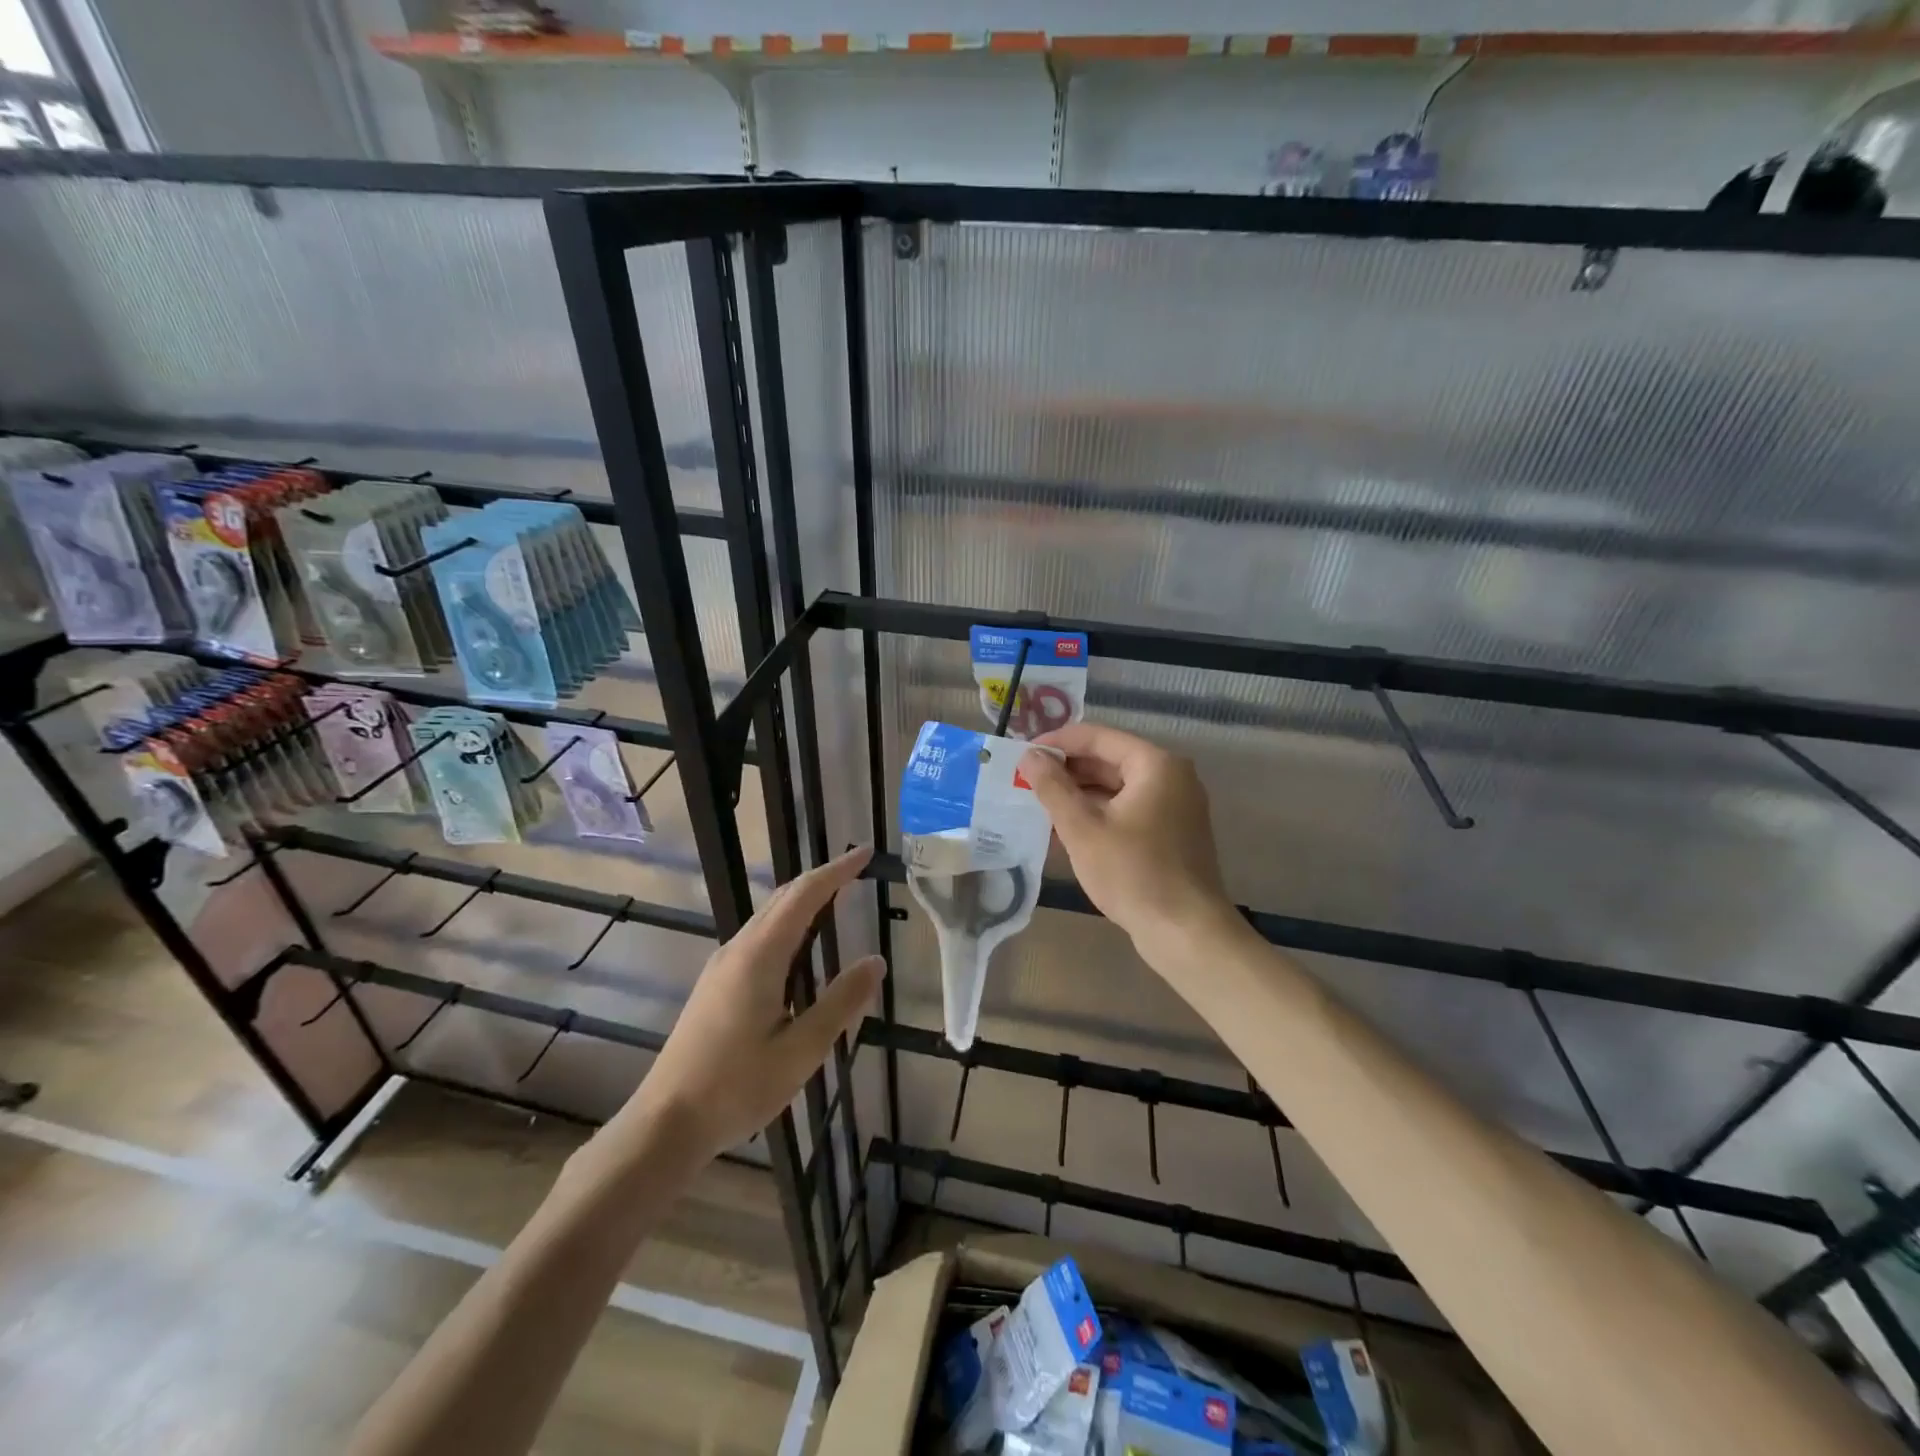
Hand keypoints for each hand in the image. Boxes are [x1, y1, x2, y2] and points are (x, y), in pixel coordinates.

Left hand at [619, 845, 884, 1164]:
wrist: (665, 1122)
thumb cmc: (737, 1087)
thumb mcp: (801, 1050)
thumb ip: (840, 1002)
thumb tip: (876, 961)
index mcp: (760, 956)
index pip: (805, 895)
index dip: (837, 870)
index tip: (865, 852)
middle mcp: (738, 949)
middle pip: (783, 898)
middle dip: (822, 879)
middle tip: (858, 870)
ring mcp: (722, 966)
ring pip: (768, 917)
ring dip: (803, 901)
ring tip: (837, 901)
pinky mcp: (715, 985)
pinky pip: (759, 937)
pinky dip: (788, 925)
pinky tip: (800, 949)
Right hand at [1019, 725, 1233, 951]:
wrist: (1185, 931)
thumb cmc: (1133, 873)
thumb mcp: (1082, 828)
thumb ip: (1053, 787)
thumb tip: (1029, 756)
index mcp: (1155, 764)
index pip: (1098, 737)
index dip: (1057, 742)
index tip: (1022, 753)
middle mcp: (1171, 776)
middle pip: (1110, 759)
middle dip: (1067, 769)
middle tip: (1025, 779)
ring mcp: (1175, 805)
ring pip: (1118, 786)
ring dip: (1079, 792)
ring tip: (1038, 801)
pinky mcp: (1172, 832)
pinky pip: (1128, 808)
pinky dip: (1099, 812)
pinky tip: (1066, 827)